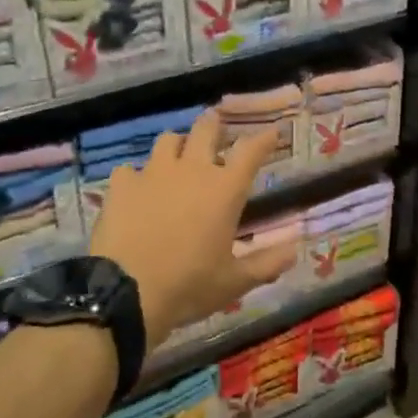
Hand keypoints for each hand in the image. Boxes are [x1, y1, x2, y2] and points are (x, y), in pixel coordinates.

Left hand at [89, 111, 296, 349]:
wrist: (126, 293)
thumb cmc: (189, 286)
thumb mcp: (235, 282)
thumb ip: (266, 263)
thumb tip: (295, 250)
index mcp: (224, 189)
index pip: (251, 150)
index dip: (263, 138)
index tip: (271, 131)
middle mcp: (192, 170)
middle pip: (206, 129)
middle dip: (214, 124)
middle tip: (217, 130)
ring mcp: (153, 173)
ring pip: (168, 140)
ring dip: (177, 145)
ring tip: (177, 158)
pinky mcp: (122, 185)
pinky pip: (130, 169)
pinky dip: (136, 176)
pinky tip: (136, 191)